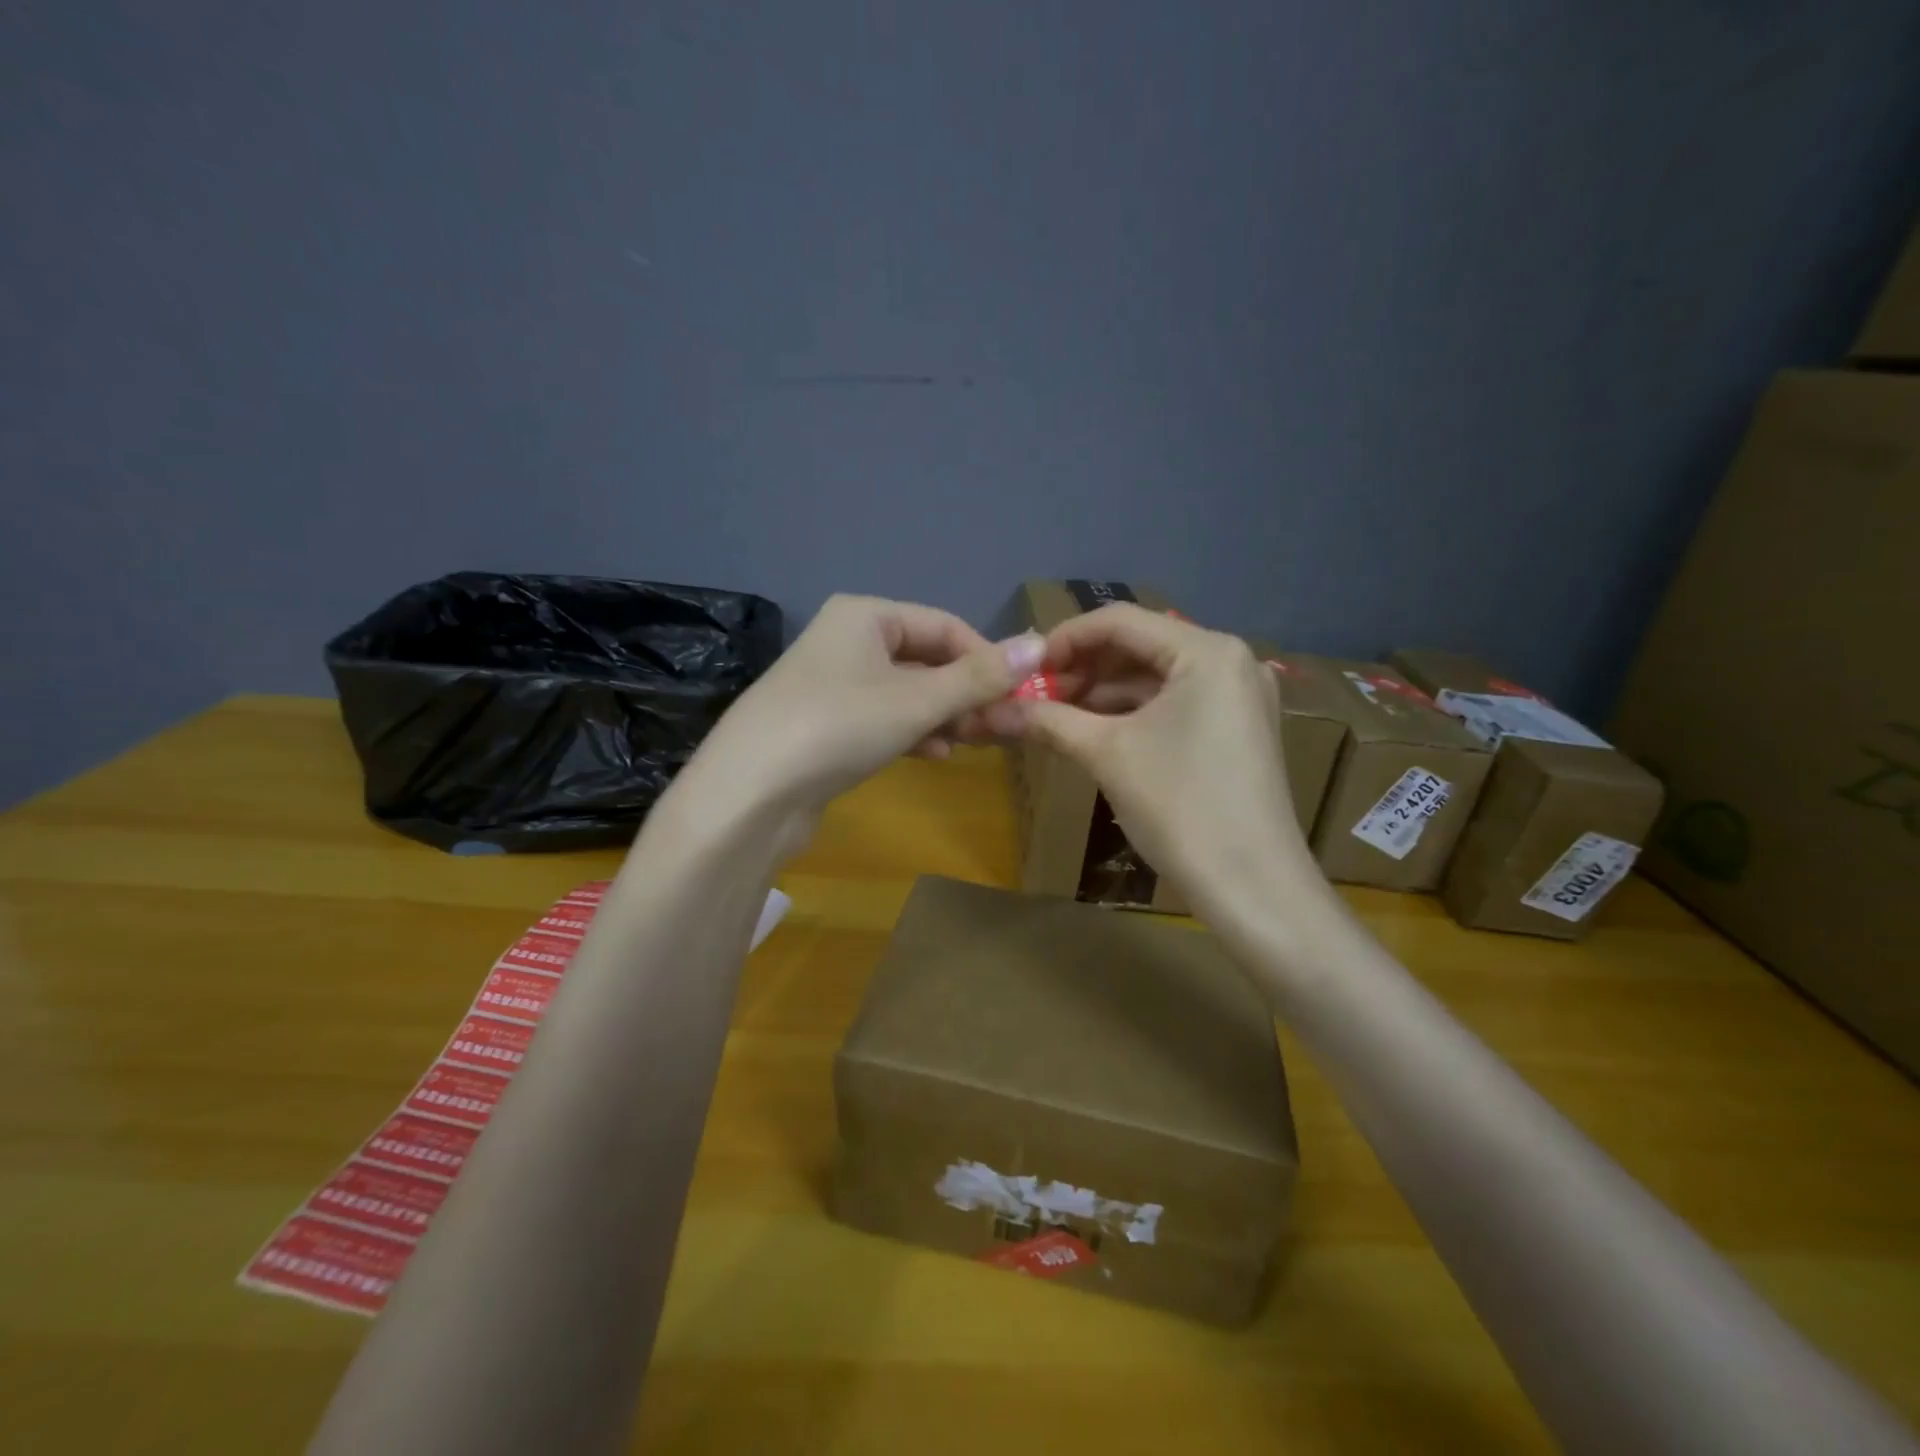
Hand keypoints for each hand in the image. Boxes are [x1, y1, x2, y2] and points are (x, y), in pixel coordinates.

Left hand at [673, 594, 1044, 839]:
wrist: (750, 793)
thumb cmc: (840, 726)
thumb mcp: (918, 700)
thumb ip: (979, 676)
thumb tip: (1039, 644)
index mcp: (866, 615)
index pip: (946, 626)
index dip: (988, 659)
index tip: (1020, 696)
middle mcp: (848, 641)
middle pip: (927, 661)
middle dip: (968, 694)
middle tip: (1005, 728)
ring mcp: (833, 685)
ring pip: (908, 693)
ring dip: (945, 716)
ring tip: (975, 743)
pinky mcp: (826, 724)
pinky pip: (884, 718)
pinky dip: (913, 732)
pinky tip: (934, 755)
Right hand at [1016, 604, 1313, 916]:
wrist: (1252, 886)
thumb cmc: (1180, 807)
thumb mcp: (1107, 755)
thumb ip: (1050, 720)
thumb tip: (992, 709)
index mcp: (1206, 651)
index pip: (1120, 621)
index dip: (1064, 640)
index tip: (1023, 669)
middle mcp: (1229, 660)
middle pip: (1139, 646)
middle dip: (1083, 668)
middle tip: (1036, 696)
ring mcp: (1238, 695)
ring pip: (1155, 676)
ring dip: (1104, 692)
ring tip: (1056, 715)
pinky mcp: (1237, 727)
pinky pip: (1174, 702)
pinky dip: (1132, 712)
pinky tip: (1094, 731)